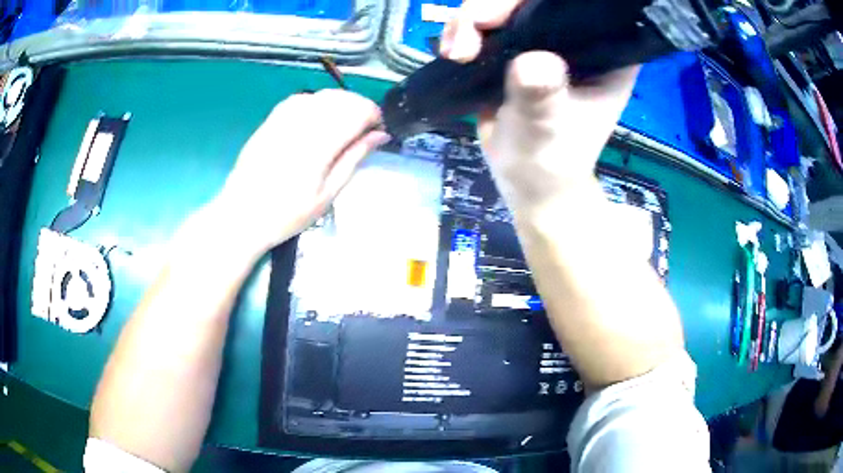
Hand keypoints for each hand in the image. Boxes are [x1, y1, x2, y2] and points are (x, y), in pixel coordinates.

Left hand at [213, 90, 387, 254]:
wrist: (241, 215)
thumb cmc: (287, 214)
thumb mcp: (327, 194)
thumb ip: (354, 158)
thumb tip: (380, 135)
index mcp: (319, 144)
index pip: (358, 111)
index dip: (374, 116)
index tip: (377, 132)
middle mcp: (302, 123)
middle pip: (342, 98)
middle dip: (360, 109)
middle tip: (362, 133)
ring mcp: (283, 118)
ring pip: (323, 94)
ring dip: (340, 104)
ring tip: (341, 127)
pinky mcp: (271, 119)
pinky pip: (301, 98)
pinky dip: (317, 103)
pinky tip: (317, 120)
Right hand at [440, 0, 638, 209]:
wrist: (526, 178)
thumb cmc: (550, 161)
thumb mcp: (547, 132)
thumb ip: (542, 98)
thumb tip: (531, 62)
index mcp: (606, 54)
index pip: (583, 8)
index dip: (547, 1)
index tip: (511, 10)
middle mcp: (577, 39)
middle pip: (535, 0)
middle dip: (496, 7)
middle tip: (472, 28)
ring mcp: (544, 40)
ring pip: (505, 6)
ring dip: (471, 19)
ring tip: (456, 51)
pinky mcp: (515, 46)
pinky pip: (486, 22)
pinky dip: (462, 29)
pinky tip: (451, 50)